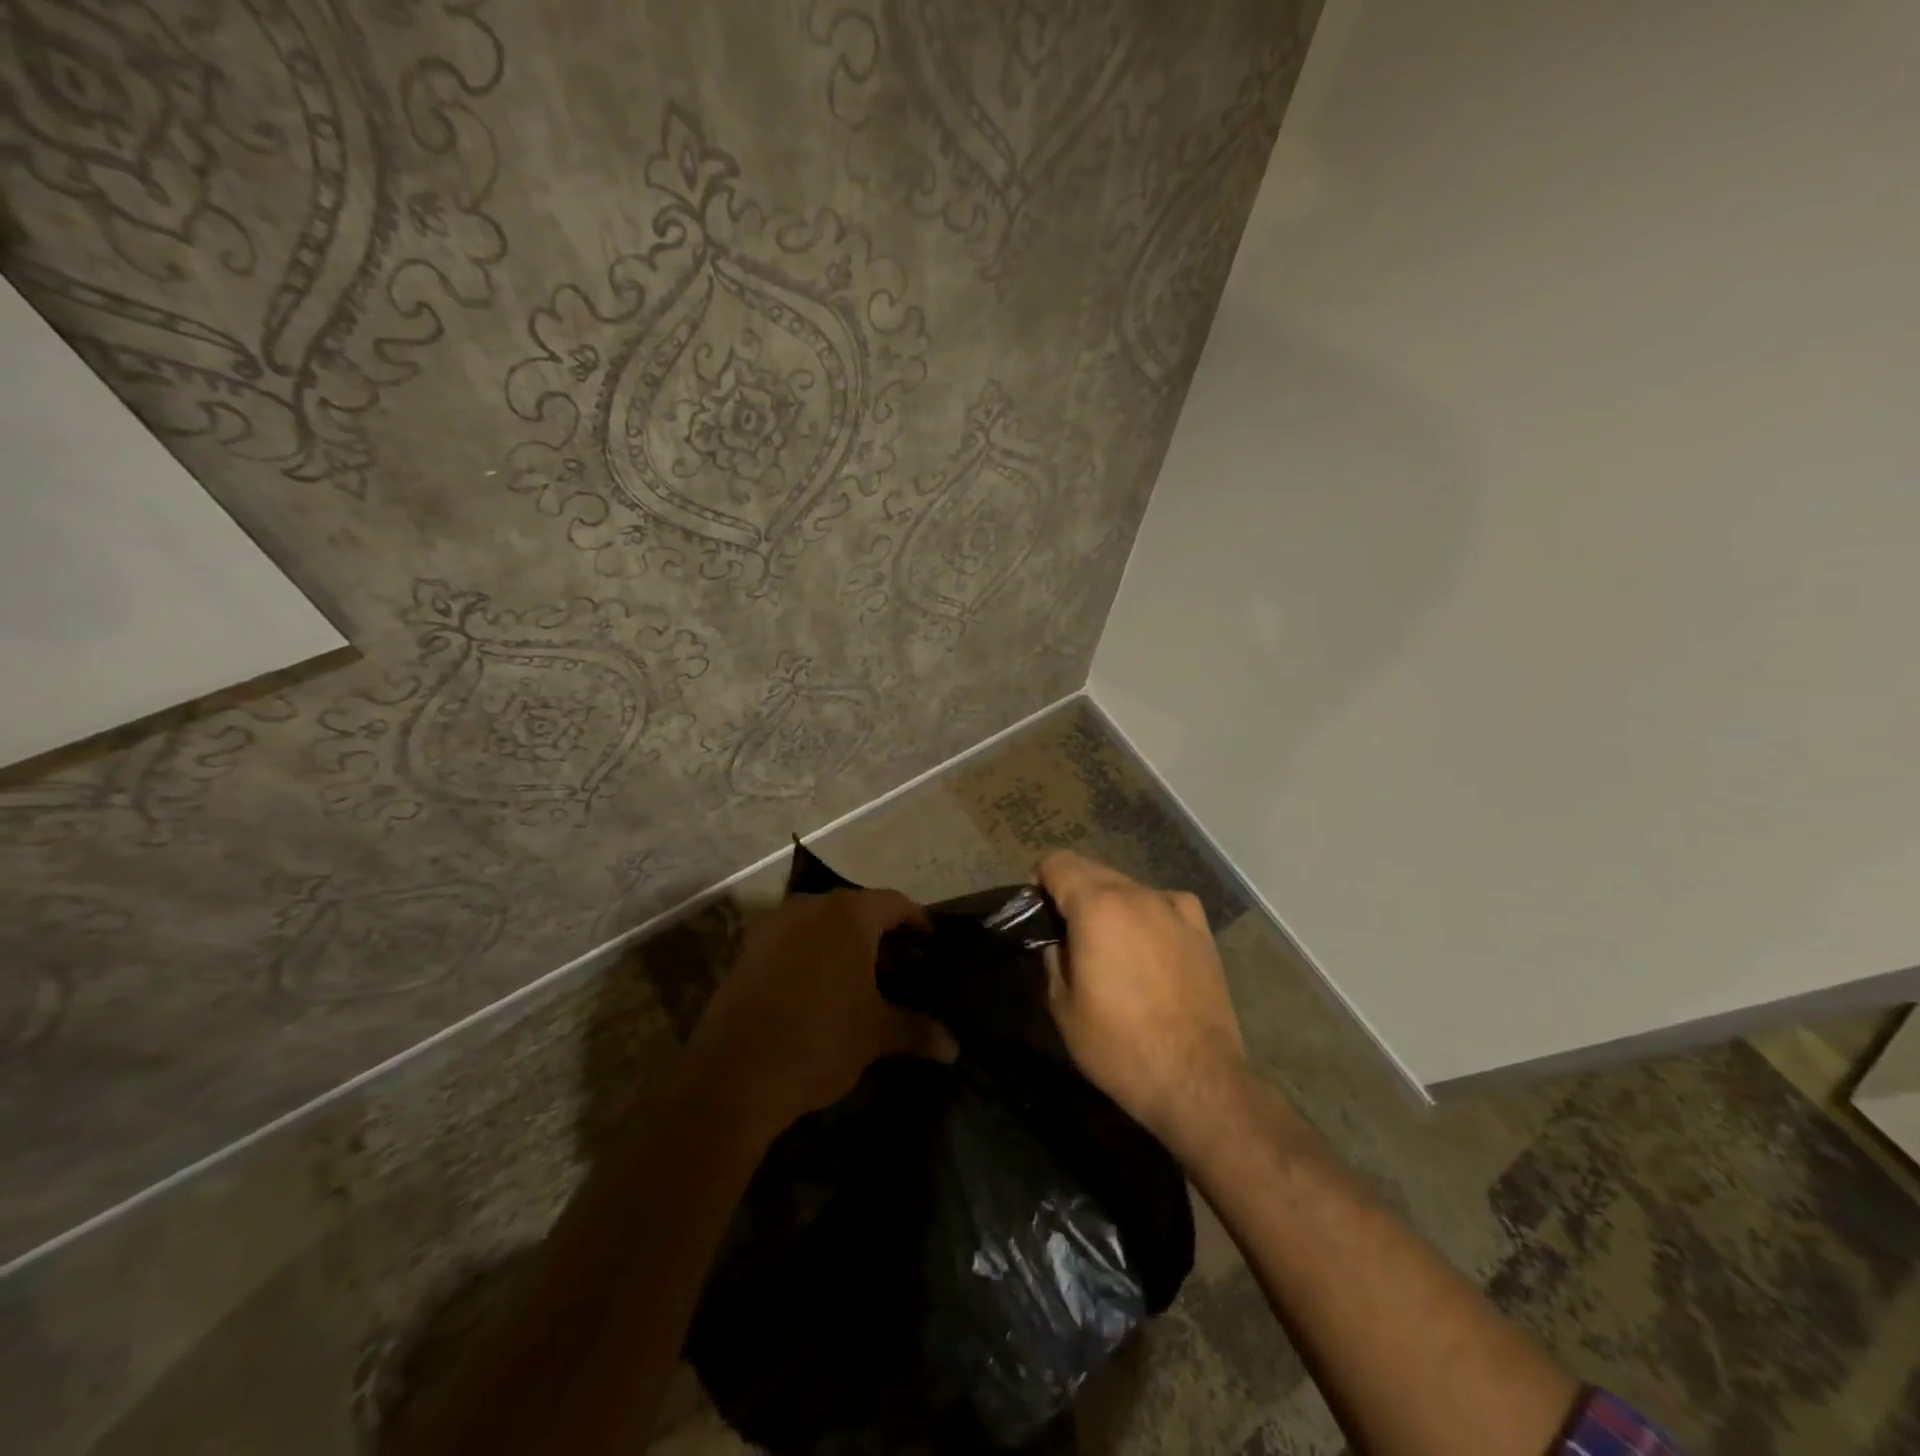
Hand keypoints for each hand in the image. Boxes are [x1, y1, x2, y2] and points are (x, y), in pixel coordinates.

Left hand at [689, 889, 946, 1132]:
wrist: (734, 1074)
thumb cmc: (819, 1040)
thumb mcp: (876, 1035)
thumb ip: (916, 1030)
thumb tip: (954, 1047)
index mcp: (849, 915)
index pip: (895, 904)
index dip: (918, 923)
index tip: (931, 945)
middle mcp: (811, 907)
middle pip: (857, 910)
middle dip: (881, 936)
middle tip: (899, 969)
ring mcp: (774, 926)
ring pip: (822, 924)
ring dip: (844, 945)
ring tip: (860, 982)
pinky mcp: (748, 950)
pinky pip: (793, 941)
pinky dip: (813, 955)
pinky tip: (819, 991)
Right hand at [1038, 852, 1248, 1158]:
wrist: (1194, 1079)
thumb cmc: (1118, 1045)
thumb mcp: (1062, 1005)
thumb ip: (1052, 956)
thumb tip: (1055, 938)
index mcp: (1096, 906)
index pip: (1057, 863)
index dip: (1041, 884)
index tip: (1040, 915)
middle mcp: (1135, 894)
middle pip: (1092, 869)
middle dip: (1074, 892)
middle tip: (1069, 934)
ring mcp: (1173, 908)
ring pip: (1128, 886)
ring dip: (1110, 903)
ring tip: (1111, 945)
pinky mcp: (1200, 928)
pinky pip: (1164, 903)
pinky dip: (1149, 913)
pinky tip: (1150, 943)